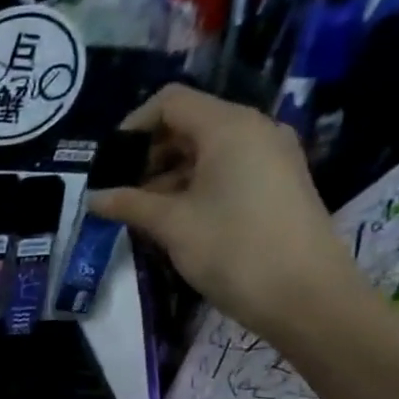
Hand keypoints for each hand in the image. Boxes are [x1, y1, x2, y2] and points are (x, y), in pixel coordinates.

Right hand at [88, 84, 366, 337]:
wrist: (305, 296)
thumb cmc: (233, 250)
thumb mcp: (172, 225)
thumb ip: (129, 204)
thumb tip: (93, 198)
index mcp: (229, 127)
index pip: (171, 102)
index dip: (133, 125)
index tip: (109, 163)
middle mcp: (255, 130)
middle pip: (190, 124)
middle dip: (150, 154)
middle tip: (120, 192)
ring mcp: (272, 156)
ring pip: (208, 150)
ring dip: (170, 174)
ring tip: (143, 212)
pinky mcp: (279, 183)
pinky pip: (228, 169)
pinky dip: (196, 185)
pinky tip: (176, 219)